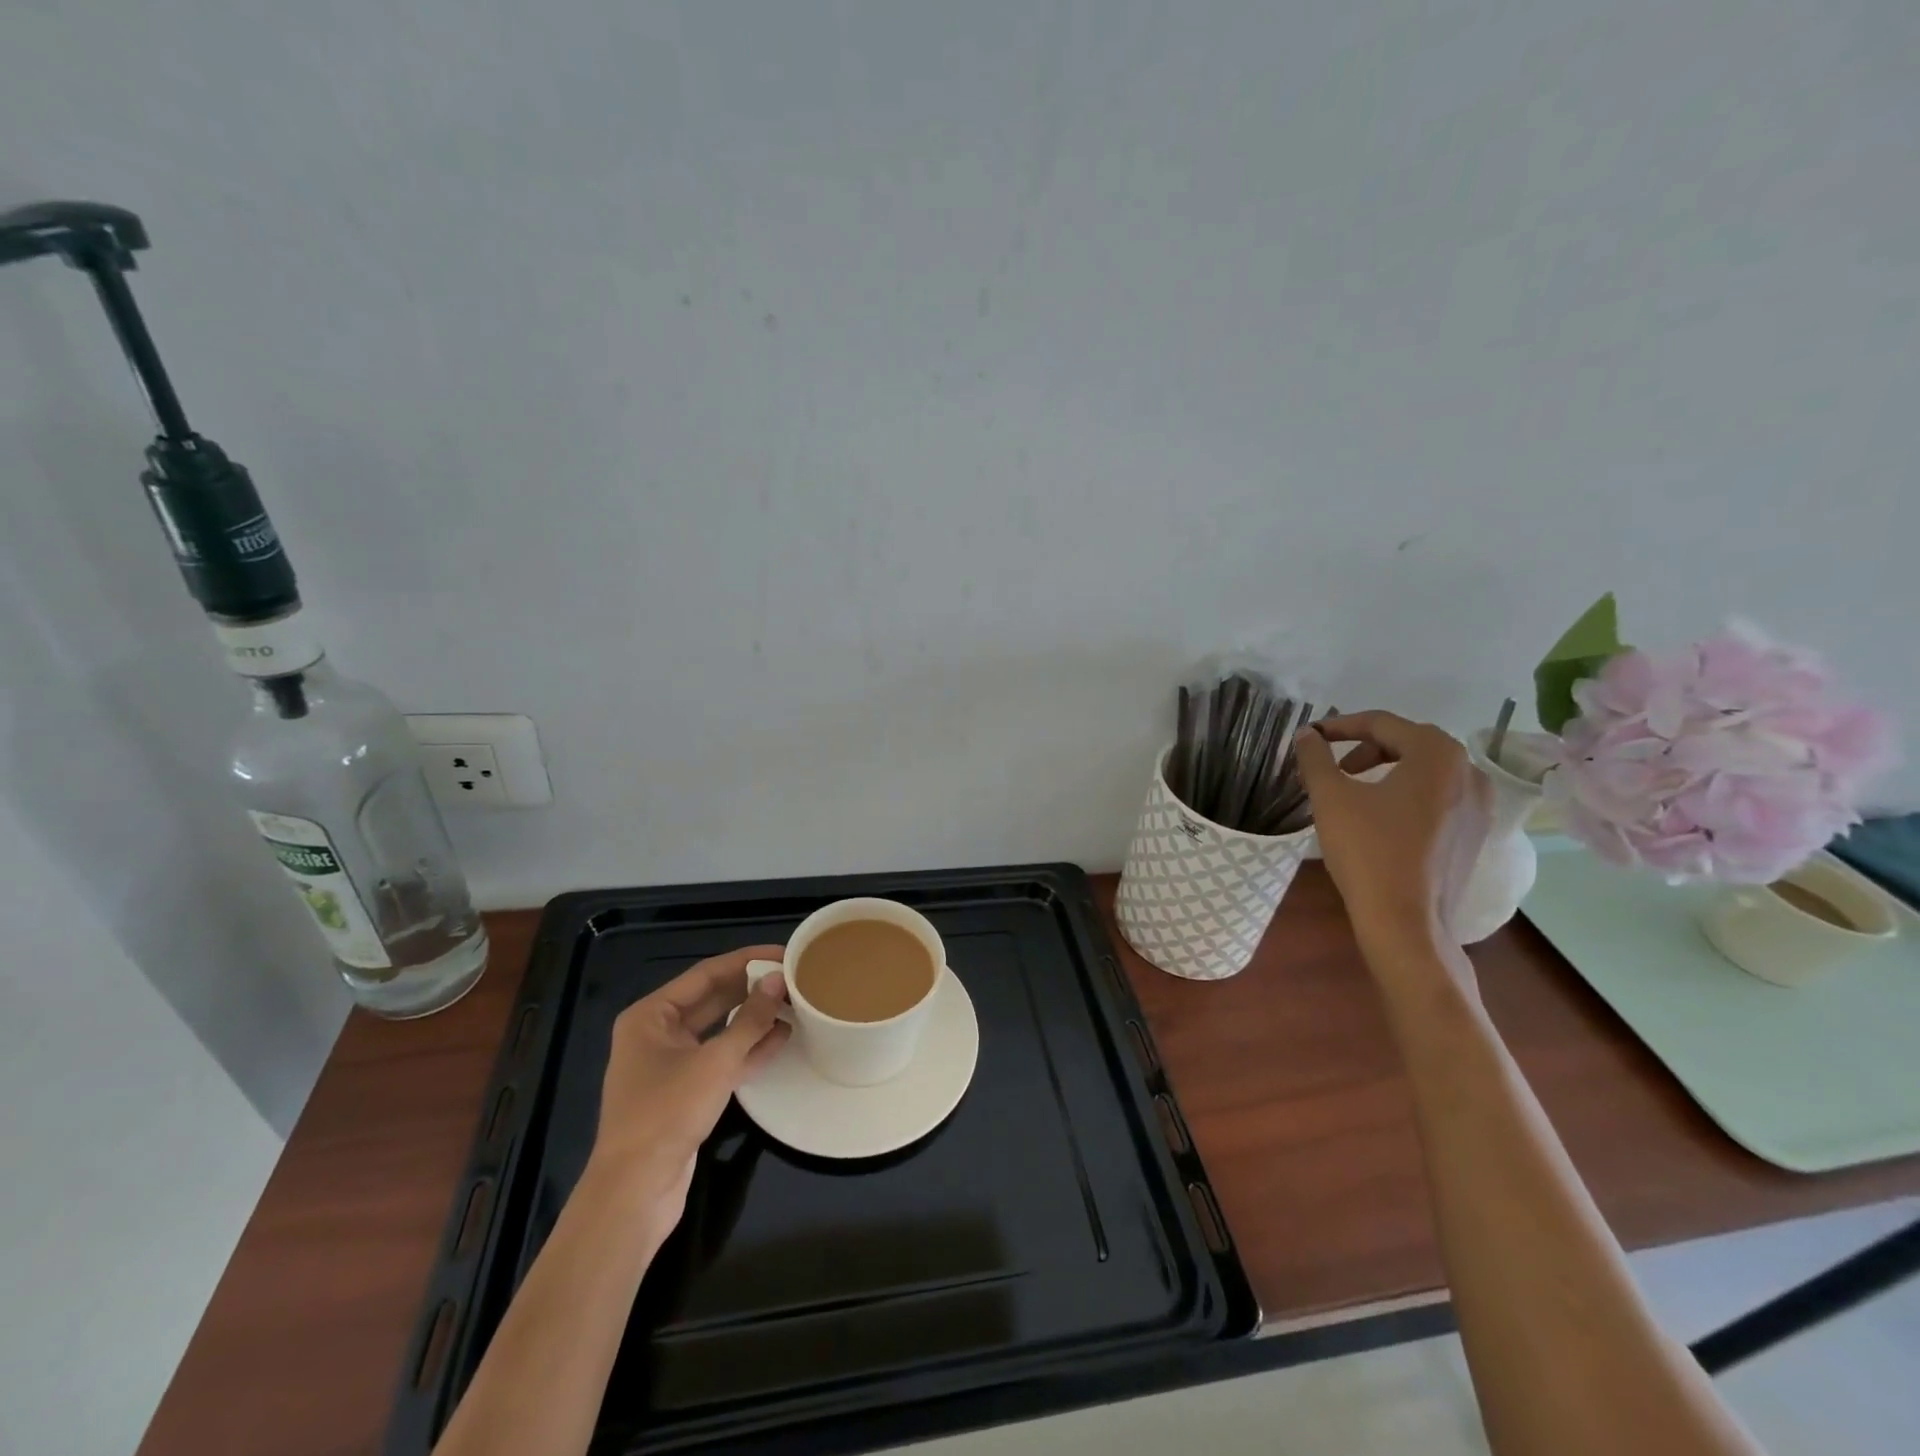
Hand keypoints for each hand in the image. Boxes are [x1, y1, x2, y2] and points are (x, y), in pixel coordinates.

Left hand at [582, 945, 790, 1240]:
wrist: (635, 1192)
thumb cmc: (667, 1114)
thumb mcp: (715, 1062)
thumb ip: (750, 1019)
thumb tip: (778, 980)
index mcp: (651, 1015)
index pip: (706, 973)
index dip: (747, 960)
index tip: (784, 953)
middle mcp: (658, 1033)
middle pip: (713, 999)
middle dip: (752, 989)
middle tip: (794, 977)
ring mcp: (672, 1064)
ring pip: (720, 1029)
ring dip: (755, 1018)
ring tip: (795, 1003)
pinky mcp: (686, 1092)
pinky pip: (722, 1058)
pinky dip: (749, 1048)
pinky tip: (782, 1037)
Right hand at [1294, 711, 1490, 958]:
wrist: (1406, 922)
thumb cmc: (1367, 851)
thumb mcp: (1330, 798)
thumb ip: (1315, 758)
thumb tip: (1307, 735)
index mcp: (1437, 755)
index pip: (1383, 723)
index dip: (1341, 726)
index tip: (1311, 737)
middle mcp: (1468, 772)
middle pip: (1410, 742)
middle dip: (1367, 746)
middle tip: (1334, 764)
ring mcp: (1479, 805)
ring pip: (1427, 770)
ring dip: (1388, 768)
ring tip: (1354, 788)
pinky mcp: (1474, 834)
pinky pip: (1439, 796)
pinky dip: (1408, 792)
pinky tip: (1381, 816)